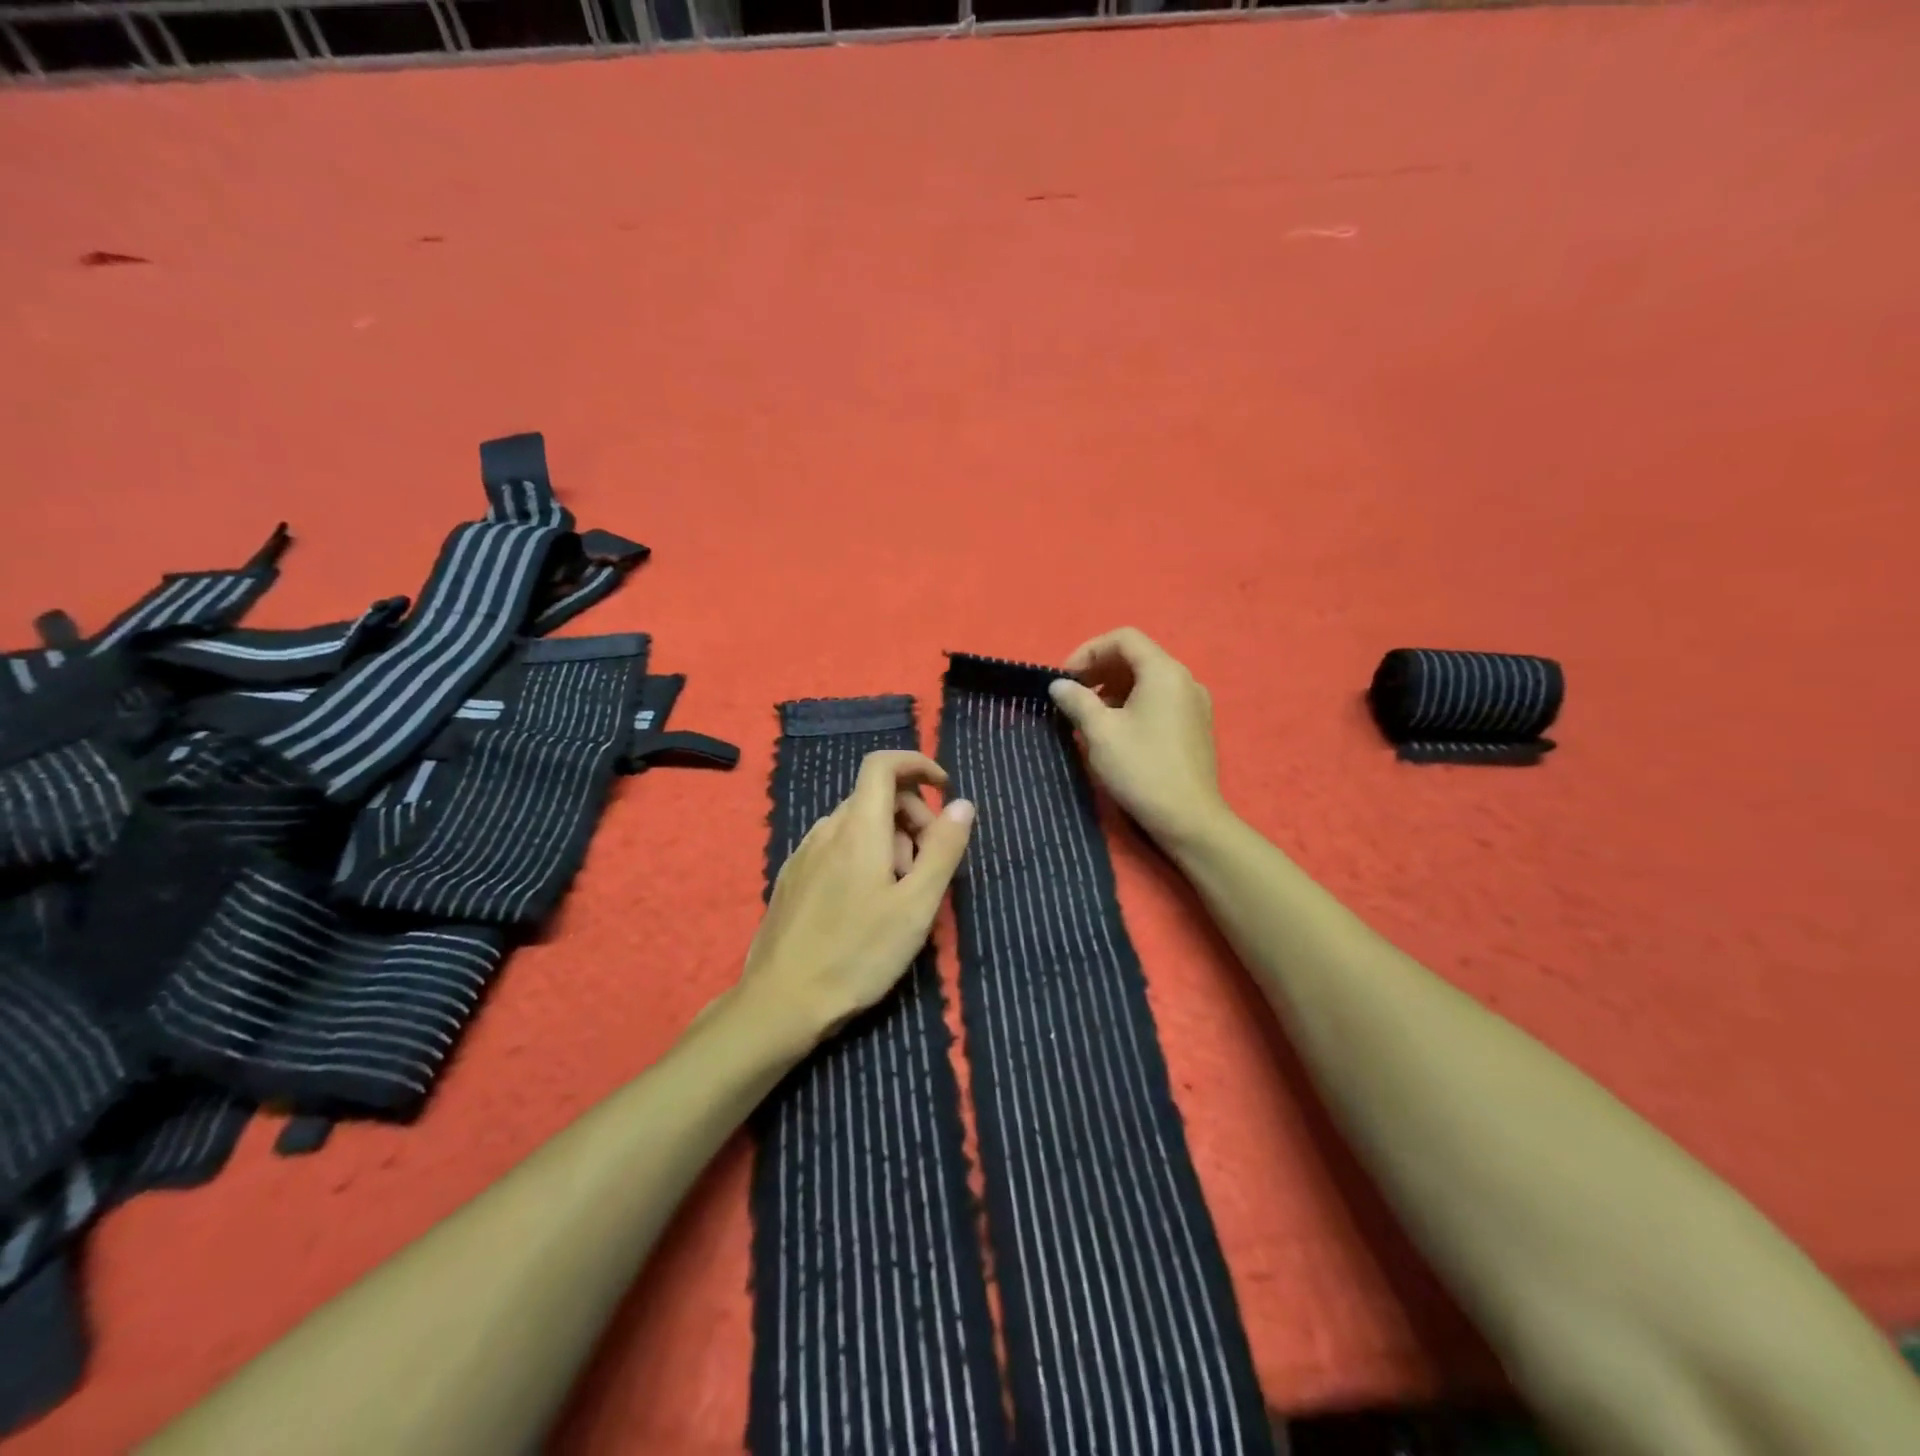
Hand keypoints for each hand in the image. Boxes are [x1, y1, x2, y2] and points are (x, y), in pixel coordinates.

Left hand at [740, 750, 973, 1043]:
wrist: (780, 1003)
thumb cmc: (857, 954)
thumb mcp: (916, 906)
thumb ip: (943, 850)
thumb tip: (962, 804)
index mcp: (858, 827)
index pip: (883, 764)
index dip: (917, 764)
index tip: (945, 791)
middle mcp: (826, 829)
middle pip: (876, 797)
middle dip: (913, 818)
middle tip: (928, 869)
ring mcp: (804, 853)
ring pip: (857, 824)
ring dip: (890, 842)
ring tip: (899, 896)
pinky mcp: (792, 877)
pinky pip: (836, 846)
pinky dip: (863, 856)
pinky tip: (866, 905)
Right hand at [1048, 627, 1229, 848]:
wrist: (1189, 819)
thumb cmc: (1142, 769)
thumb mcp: (1100, 732)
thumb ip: (1077, 701)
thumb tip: (1059, 685)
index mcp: (1164, 672)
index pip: (1124, 638)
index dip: (1089, 650)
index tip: (1066, 678)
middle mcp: (1185, 679)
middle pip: (1137, 656)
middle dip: (1100, 669)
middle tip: (1072, 694)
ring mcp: (1195, 703)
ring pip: (1148, 679)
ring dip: (1114, 687)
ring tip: (1089, 714)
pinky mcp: (1196, 726)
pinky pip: (1160, 699)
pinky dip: (1134, 703)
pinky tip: (1116, 730)